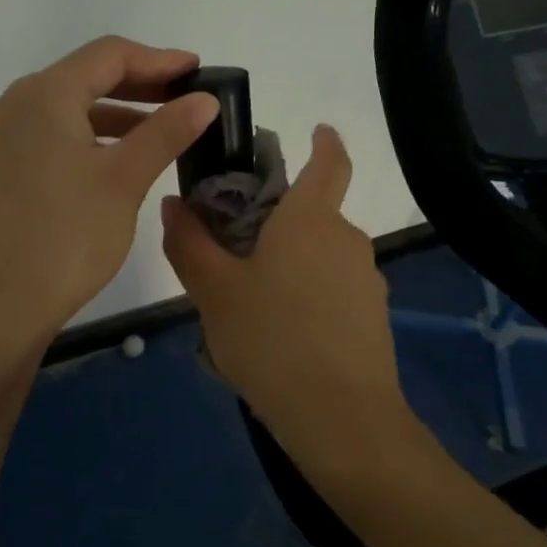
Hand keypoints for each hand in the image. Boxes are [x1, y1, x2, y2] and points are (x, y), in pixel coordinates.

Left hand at [0, 36, 219, 346]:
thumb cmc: (66, 238)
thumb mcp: (124, 180)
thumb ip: (166, 132)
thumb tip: (205, 100)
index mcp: (43, 95)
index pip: (109, 55)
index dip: (159, 59)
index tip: (198, 72)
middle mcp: (12, 104)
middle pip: (84, 77)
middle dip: (138, 86)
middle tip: (184, 101)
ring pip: (65, 109)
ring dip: (113, 115)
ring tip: (158, 135)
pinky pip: (46, 136)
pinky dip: (85, 138)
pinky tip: (112, 162)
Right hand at [162, 125, 411, 467]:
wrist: (340, 417)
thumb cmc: (271, 339)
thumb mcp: (214, 292)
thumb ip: (190, 244)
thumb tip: (174, 203)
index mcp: (311, 220)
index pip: (329, 163)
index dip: (326, 141)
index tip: (318, 129)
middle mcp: (346, 240)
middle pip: (315, 215)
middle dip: (281, 222)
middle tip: (235, 250)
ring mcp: (366, 280)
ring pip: (321, 257)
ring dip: (291, 265)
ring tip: (249, 306)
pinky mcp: (373, 317)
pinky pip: (333, 291)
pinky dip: (308, 297)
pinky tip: (280, 337)